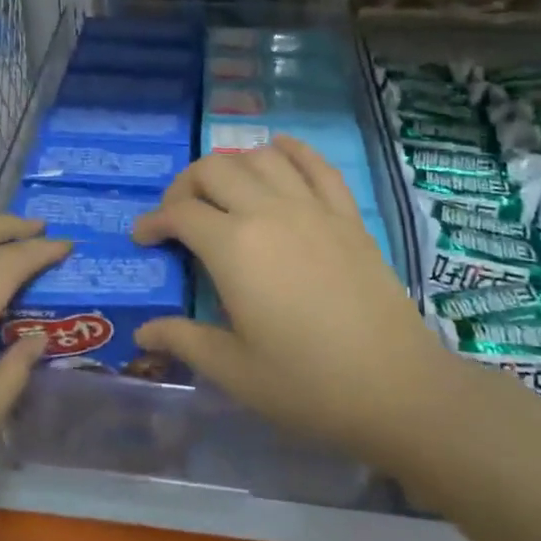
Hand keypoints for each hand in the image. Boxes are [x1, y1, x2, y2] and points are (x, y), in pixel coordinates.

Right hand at [131, 136, 446, 463]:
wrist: (397, 389)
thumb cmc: (308, 385)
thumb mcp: (235, 371)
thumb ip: (184, 340)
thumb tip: (143, 333)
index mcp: (234, 248)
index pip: (180, 213)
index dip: (153, 221)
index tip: (143, 238)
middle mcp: (268, 212)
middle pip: (214, 169)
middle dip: (185, 186)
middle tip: (179, 216)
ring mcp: (312, 208)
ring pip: (260, 157)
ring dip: (232, 166)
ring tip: (224, 193)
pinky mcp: (347, 215)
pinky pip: (316, 164)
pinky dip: (291, 151)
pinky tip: (278, 154)